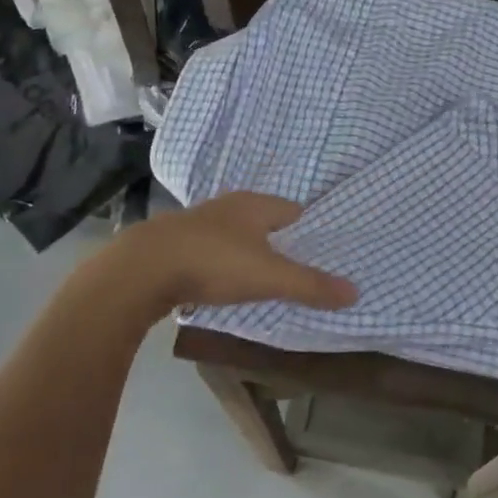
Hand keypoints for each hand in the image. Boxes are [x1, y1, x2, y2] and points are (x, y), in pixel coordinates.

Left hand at [102, 191, 356, 317]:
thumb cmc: (214, 262)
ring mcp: (200, 221)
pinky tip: (223, 281)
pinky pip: (212, 249)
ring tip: (265, 278)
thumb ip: (311, 285)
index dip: (312, 231)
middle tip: (300, 269)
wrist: (141, 269)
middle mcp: (230, 205)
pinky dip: (223, 262)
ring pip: (237, 235)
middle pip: (266, 221)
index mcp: (257, 204)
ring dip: (250, 252)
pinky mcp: (176, 242)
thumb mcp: (270, 277)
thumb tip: (356, 292)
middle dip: (282, 242)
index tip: (325, 253)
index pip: (296, 211)